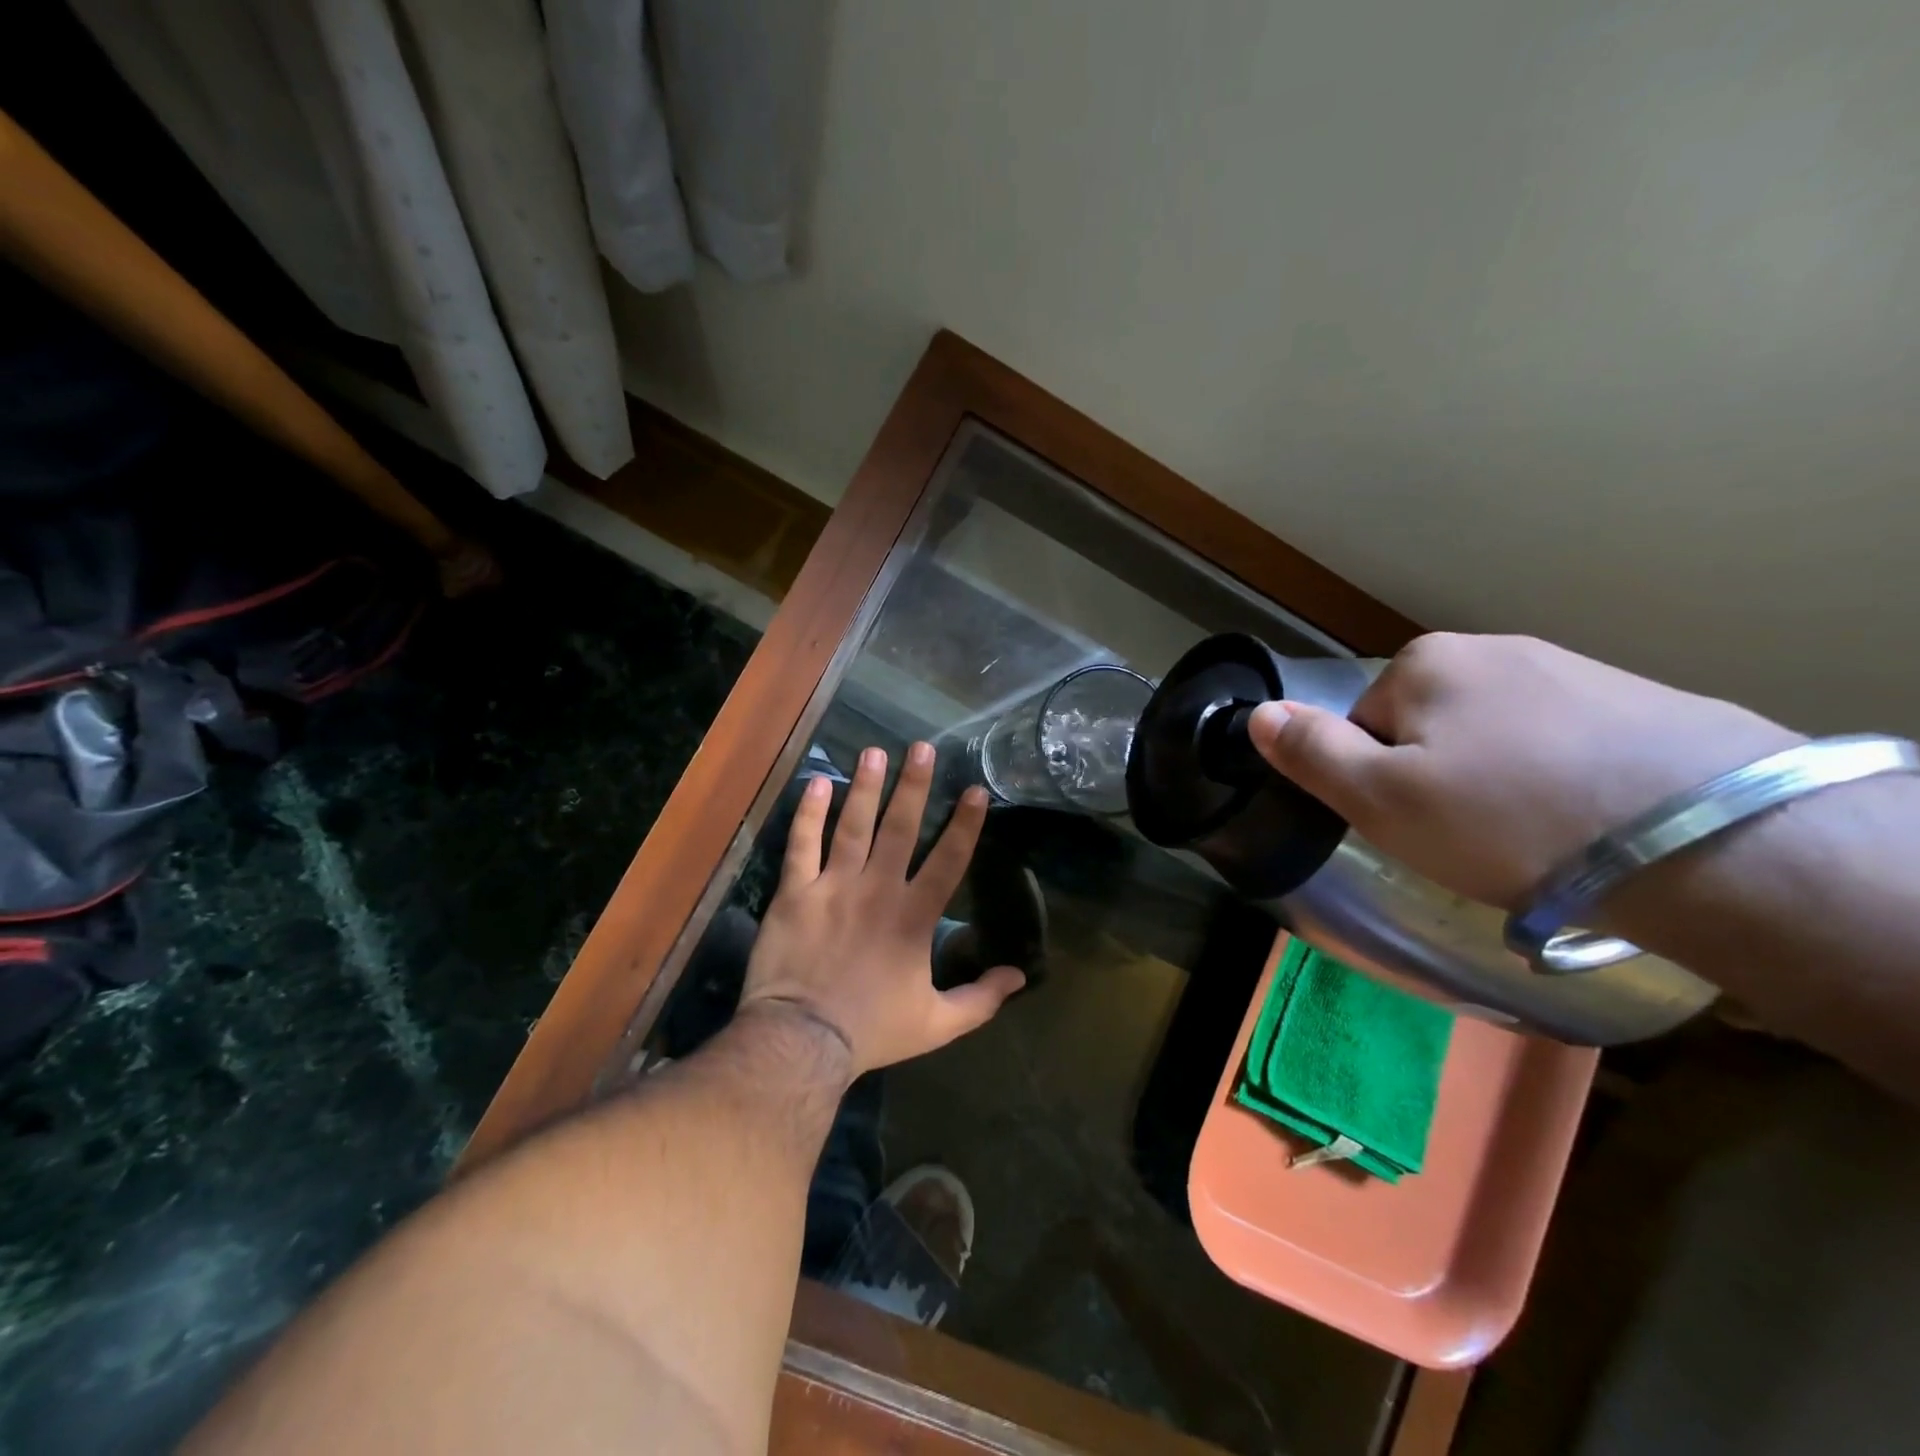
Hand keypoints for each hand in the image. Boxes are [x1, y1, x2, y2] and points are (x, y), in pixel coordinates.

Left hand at [739, 742, 1024, 1075]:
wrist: (802, 1040)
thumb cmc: (872, 1030)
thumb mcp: (938, 1024)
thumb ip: (981, 999)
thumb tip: (1020, 977)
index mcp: (913, 917)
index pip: (948, 861)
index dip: (965, 825)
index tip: (977, 790)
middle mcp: (877, 889)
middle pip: (899, 828)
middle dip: (914, 786)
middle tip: (921, 748)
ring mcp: (833, 886)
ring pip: (852, 825)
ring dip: (865, 787)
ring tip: (874, 752)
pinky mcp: (795, 892)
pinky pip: (802, 845)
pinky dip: (808, 813)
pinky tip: (817, 782)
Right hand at [1248, 633, 1804, 909]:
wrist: (1712, 842)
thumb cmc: (1509, 820)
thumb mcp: (1382, 800)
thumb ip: (1310, 753)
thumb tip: (1256, 713)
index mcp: (1425, 663)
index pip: (1364, 724)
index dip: (1378, 780)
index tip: (1418, 823)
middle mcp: (1494, 648)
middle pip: (1428, 724)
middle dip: (1437, 774)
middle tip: (1473, 834)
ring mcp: (1573, 669)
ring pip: (1494, 734)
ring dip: (1497, 778)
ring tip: (1535, 834)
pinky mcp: (1640, 701)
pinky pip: (1561, 740)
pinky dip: (1557, 777)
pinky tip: (1587, 819)